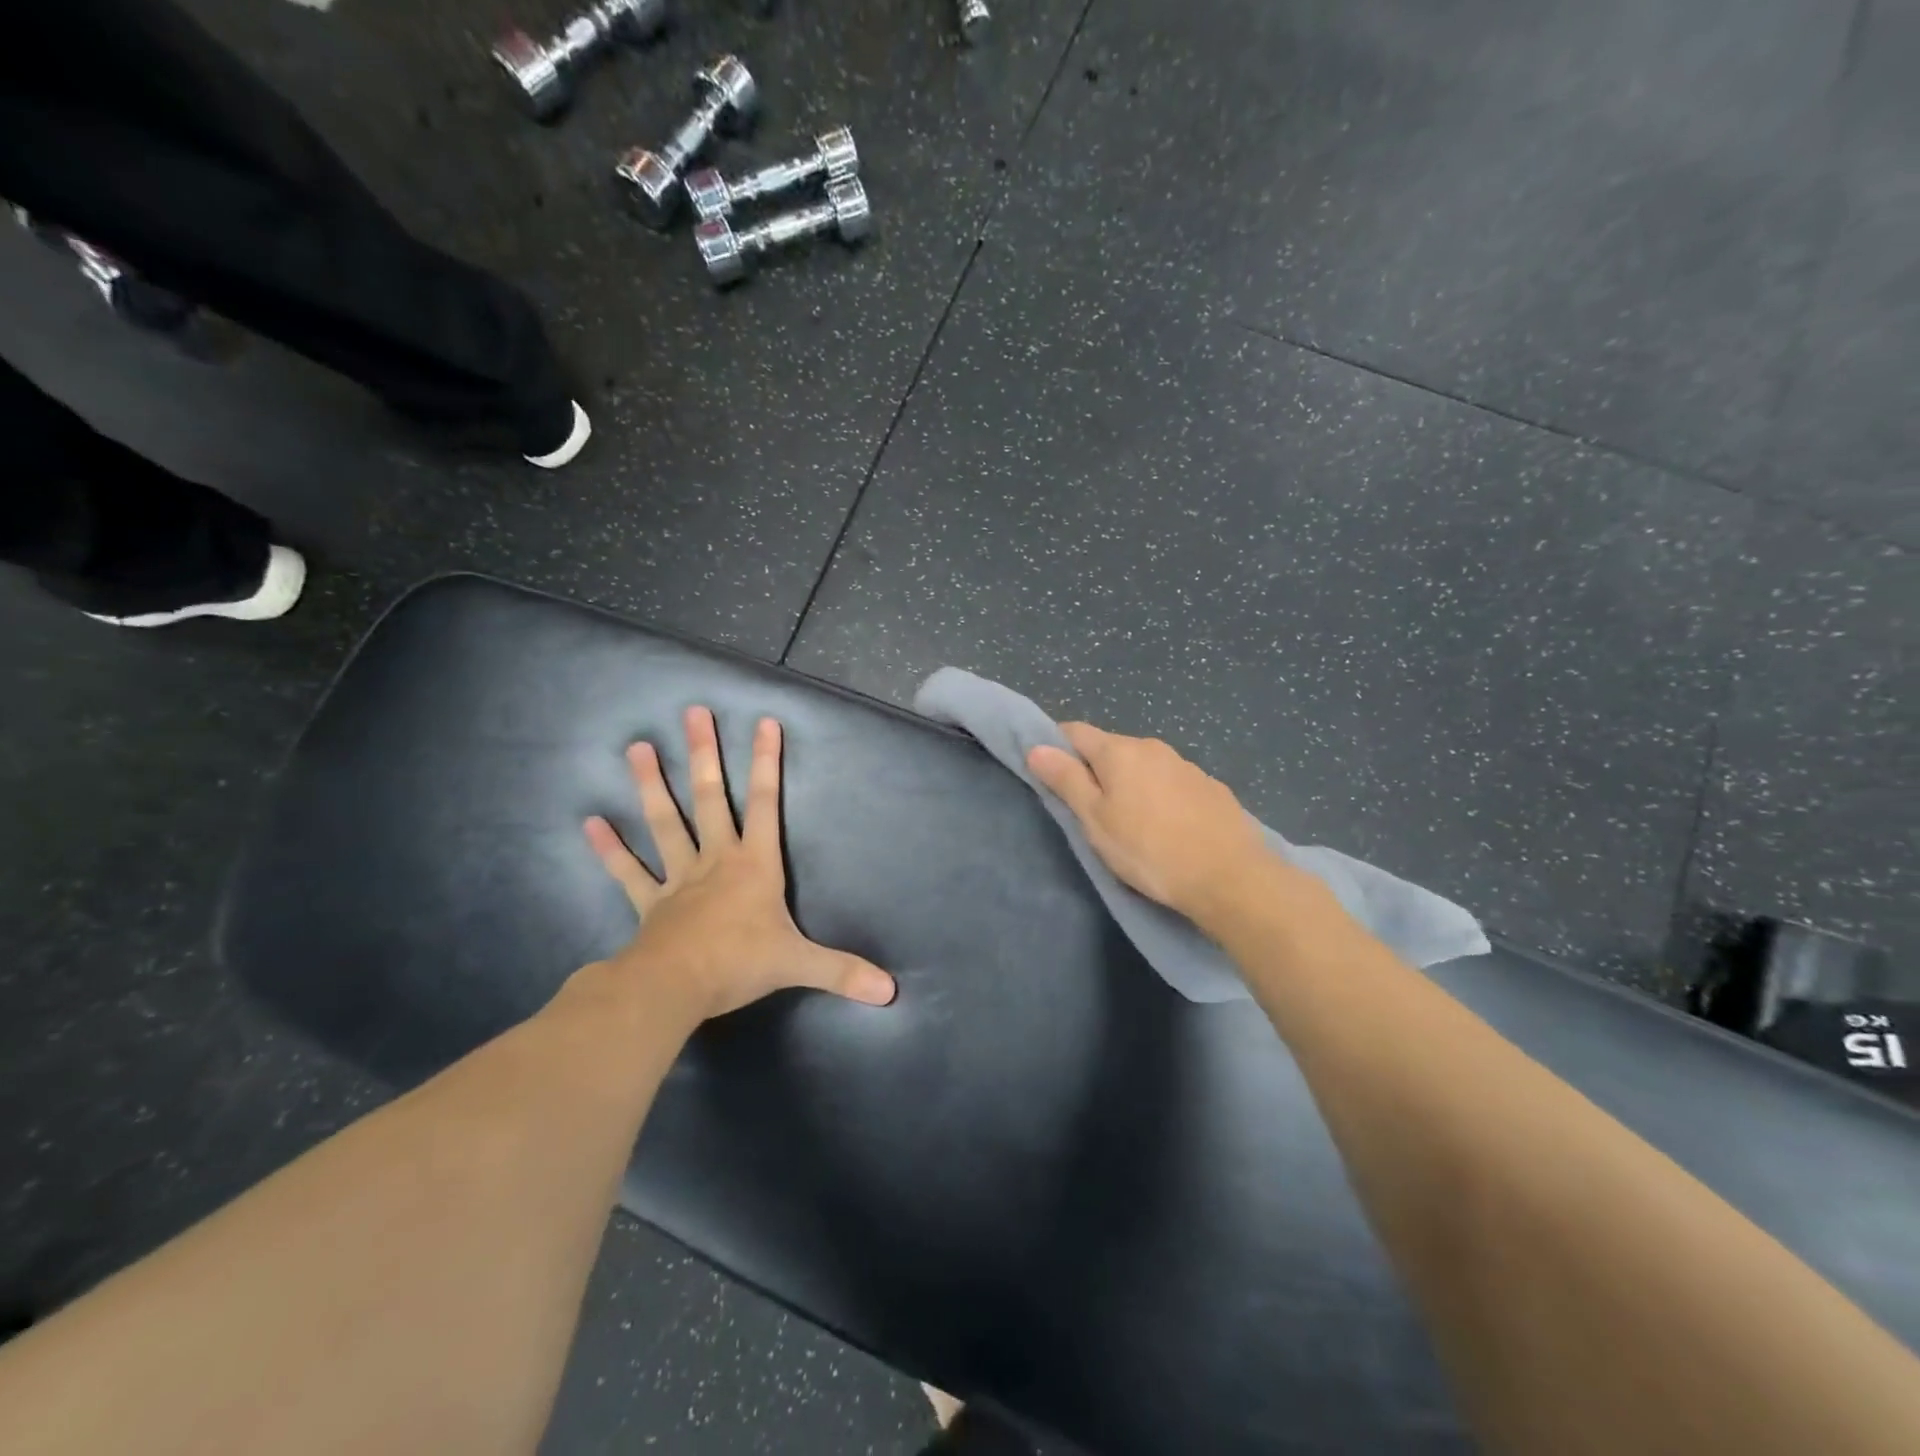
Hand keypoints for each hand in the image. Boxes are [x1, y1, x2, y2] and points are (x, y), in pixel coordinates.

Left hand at [583, 706, 895, 1020]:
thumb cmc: (739, 964)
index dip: (766, 763)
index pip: (765, 803)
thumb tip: (891, 991)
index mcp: (753, 864)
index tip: (764, 722)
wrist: (674, 988)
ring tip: (636, 747)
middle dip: (703, 754)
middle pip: (710, 798)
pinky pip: (628, 872)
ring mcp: (678, 878)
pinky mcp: (650, 902)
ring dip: (651, 785)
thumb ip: (843, 971)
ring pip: (665, 822)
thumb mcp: (799, 965)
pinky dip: (610, 849)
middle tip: (693, 713)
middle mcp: (715, 859)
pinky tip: (590, 822)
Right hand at [1027, 723, 1273, 920]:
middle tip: (1089, 811)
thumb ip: (1066, 780)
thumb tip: (1036, 747)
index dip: (1057, 748)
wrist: (1231, 877)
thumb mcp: (1095, 820)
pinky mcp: (1211, 788)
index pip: (1075, 732)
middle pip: (1110, 748)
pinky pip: (1171, 783)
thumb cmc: (1149, 850)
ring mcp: (1186, 765)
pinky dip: (1159, 796)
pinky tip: (1167, 828)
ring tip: (1130, 823)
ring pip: (1143, 766)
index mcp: (1120, 751)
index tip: (1051, 777)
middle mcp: (1153, 747)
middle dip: (1095, 770)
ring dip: (1129, 784)